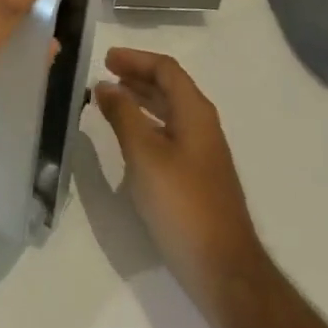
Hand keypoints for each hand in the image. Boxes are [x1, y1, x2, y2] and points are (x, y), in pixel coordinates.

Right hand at [92, 49, 264, 308]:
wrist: (223, 268)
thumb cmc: (181, 203)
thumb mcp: (144, 154)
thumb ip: (123, 115)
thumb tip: (105, 85)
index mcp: (195, 114)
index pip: (167, 70)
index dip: (136, 60)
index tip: (106, 59)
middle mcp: (203, 127)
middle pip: (171, 88)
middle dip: (138, 77)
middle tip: (104, 75)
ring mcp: (203, 154)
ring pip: (170, 112)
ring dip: (141, 100)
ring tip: (111, 100)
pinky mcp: (198, 178)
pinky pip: (169, 135)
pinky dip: (147, 125)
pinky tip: (129, 139)